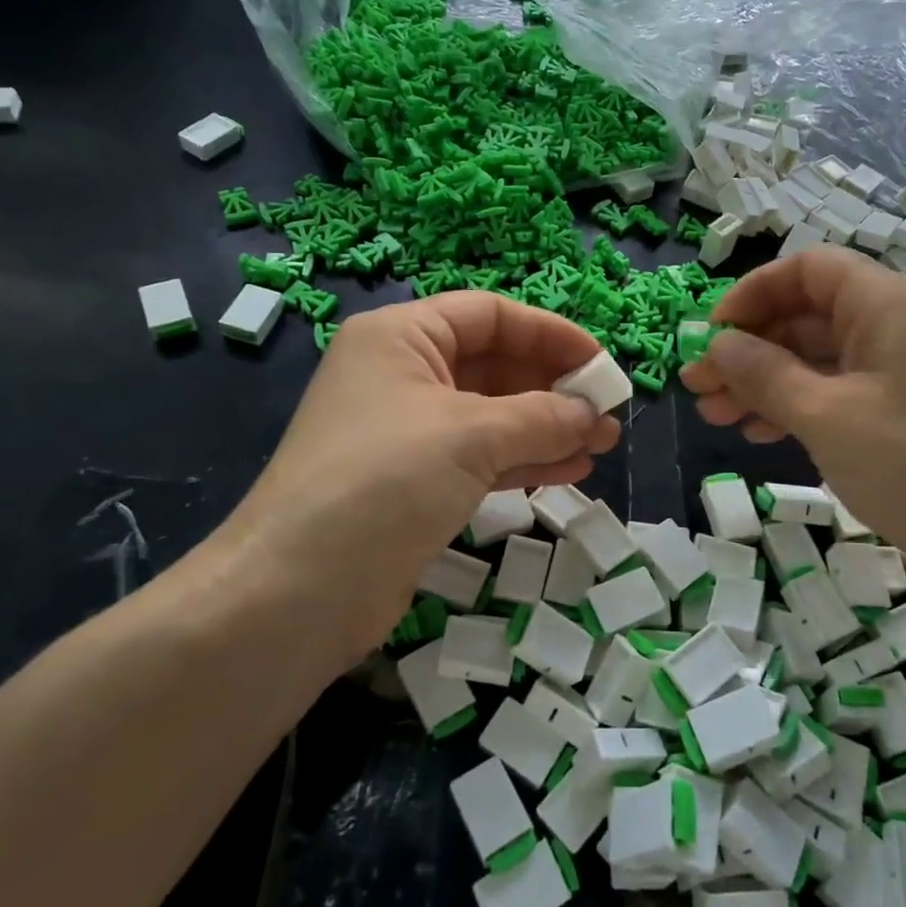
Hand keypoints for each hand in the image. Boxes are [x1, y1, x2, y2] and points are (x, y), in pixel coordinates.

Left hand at [222, 294, 619, 667]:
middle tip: (607, 413)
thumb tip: (593, 415)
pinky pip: (480, 457)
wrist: (298, 591)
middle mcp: (402, 374)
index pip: (489, 315)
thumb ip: (542, 417)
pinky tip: (570, 470)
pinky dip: (524, 460)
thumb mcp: (470, 435)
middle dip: (554, 387)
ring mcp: (407, 431)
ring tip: (602, 444)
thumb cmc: (384, 481)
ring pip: (492, 415)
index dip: (550, 333)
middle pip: (493, 364)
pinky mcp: (414, 482)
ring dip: (547, 426)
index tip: (601, 364)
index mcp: (402, 337)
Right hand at [679, 249, 905, 606]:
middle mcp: (897, 325)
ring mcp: (902, 370)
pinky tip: (758, 433)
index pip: (808, 269)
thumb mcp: (827, 417)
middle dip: (748, 347)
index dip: (751, 293)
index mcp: (888, 304)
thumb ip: (764, 373)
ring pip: (816, 357)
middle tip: (698, 385)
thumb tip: (717, 344)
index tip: (711, 335)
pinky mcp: (903, 410)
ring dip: (763, 381)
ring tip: (715, 415)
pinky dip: (795, 405)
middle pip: (807, 315)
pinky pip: (836, 391)